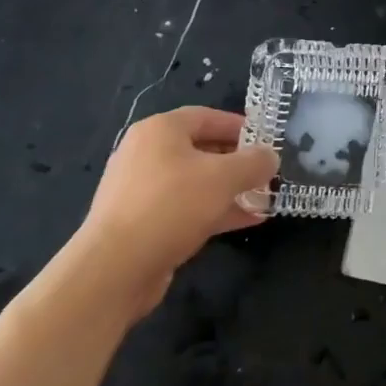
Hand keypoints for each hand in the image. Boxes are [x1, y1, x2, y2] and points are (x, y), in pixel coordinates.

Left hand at [77, 107, 276, 302]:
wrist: (114, 269)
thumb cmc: (171, 206)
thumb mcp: (224, 177)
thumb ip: (254, 162)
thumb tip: (270, 157)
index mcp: (160, 130)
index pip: (207, 116)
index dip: (240, 126)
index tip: (267, 140)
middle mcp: (146, 153)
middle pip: (202, 149)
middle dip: (238, 162)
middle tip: (267, 173)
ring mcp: (141, 190)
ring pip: (196, 182)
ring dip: (230, 190)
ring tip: (263, 199)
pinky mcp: (142, 222)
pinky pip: (185, 208)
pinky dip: (214, 210)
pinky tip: (246, 221)